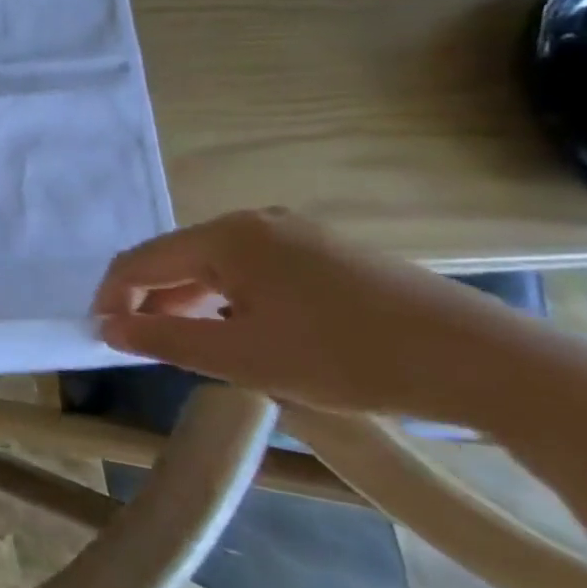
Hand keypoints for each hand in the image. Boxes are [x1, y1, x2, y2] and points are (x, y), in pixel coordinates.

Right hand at [92, 208, 528, 423]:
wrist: (485, 365)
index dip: (111, 298)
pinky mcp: (326, 253)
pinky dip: (228, 300)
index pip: (140, 261)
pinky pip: (251, 270)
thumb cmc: (345, 357)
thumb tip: (106, 327)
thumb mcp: (240, 357)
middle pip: (176, 259)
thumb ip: (161, 338)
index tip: (101, 337)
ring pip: (214, 266)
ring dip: (189, 303)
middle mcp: (254, 222)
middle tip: (145, 347)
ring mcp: (295, 234)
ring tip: (191, 347)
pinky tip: (243, 333)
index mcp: (226, 238)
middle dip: (151, 302)